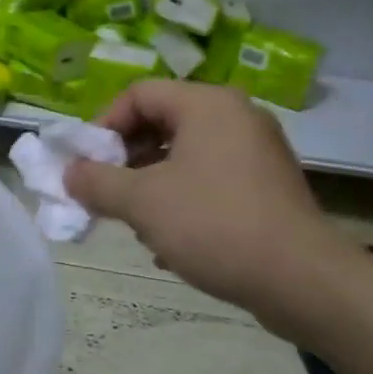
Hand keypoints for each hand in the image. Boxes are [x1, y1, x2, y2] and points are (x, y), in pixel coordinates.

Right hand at [64, 81, 347, 315]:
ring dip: (151, 185)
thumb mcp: (143, 202)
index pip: (139, 94)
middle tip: (106, 193)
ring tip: (136, 223)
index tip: (86, 164)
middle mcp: (236, 116)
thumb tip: (70, 173)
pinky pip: (211, 180)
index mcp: (208, 104)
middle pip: (162, 123)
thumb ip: (97, 182)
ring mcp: (257, 151)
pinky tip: (170, 243)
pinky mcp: (268, 186)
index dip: (103, 125)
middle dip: (126, 159)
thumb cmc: (214, 224)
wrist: (302, 279)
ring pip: (186, 155)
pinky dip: (183, 200)